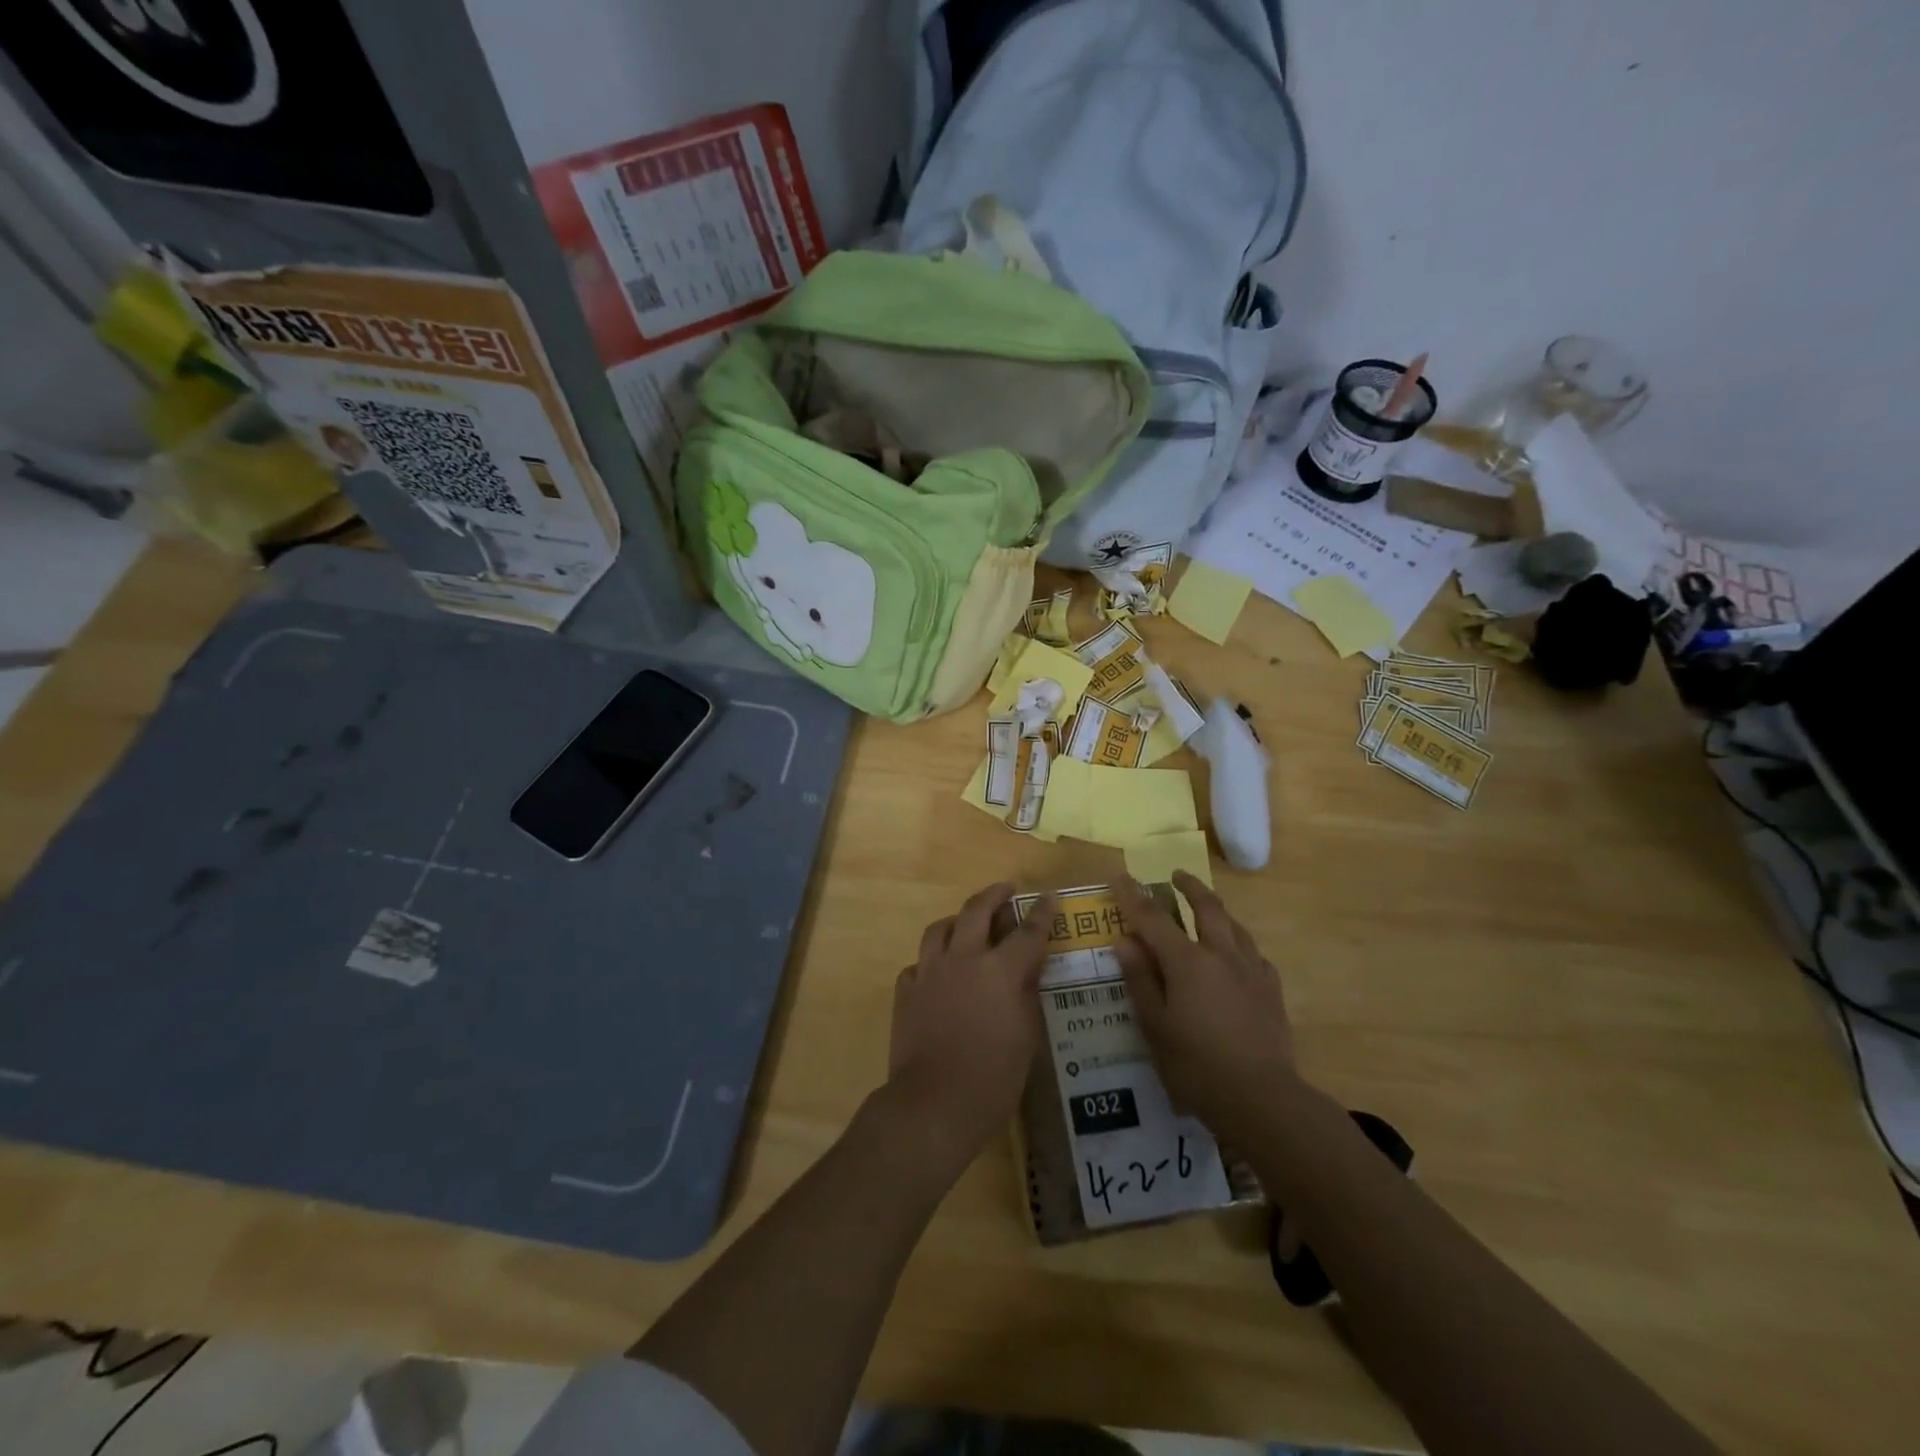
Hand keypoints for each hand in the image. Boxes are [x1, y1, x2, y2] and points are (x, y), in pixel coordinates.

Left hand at [885, 883, 1054, 1169]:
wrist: (934, 1103)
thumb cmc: (993, 1077)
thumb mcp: (1027, 1037)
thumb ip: (1027, 995)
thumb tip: (1028, 970)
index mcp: (1000, 970)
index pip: (1027, 931)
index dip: (1041, 912)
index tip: (1049, 897)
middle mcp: (963, 959)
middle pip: (976, 910)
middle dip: (994, 895)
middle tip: (1005, 890)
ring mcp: (929, 972)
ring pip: (940, 928)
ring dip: (957, 920)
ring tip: (966, 924)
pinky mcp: (906, 991)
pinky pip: (918, 964)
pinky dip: (932, 961)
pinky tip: (938, 972)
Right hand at [1115, 873, 1296, 1145]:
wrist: (1262, 1098)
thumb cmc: (1196, 1065)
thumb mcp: (1155, 1026)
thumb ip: (1141, 979)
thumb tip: (1126, 941)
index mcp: (1187, 962)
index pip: (1153, 918)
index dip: (1133, 896)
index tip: (1120, 876)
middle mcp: (1221, 955)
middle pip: (1206, 908)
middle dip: (1189, 887)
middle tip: (1177, 875)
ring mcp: (1251, 971)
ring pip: (1235, 926)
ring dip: (1217, 909)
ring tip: (1207, 907)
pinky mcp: (1272, 991)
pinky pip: (1254, 954)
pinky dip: (1239, 944)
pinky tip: (1238, 955)